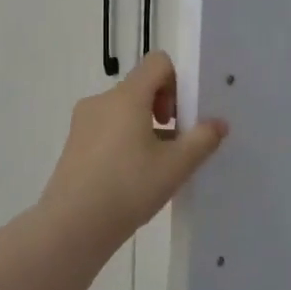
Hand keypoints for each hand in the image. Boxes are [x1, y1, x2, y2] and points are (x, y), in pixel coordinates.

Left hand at [41, 53, 227, 245]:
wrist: (72, 226)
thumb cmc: (129, 187)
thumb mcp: (176, 165)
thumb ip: (202, 139)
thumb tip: (218, 124)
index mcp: (127, 96)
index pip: (157, 63)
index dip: (177, 83)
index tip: (180, 118)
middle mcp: (101, 101)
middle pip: (140, 88)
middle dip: (163, 109)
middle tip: (175, 145)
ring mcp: (83, 123)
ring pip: (123, 111)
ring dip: (145, 128)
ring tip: (156, 167)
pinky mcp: (74, 145)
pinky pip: (107, 130)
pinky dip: (125, 142)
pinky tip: (132, 178)